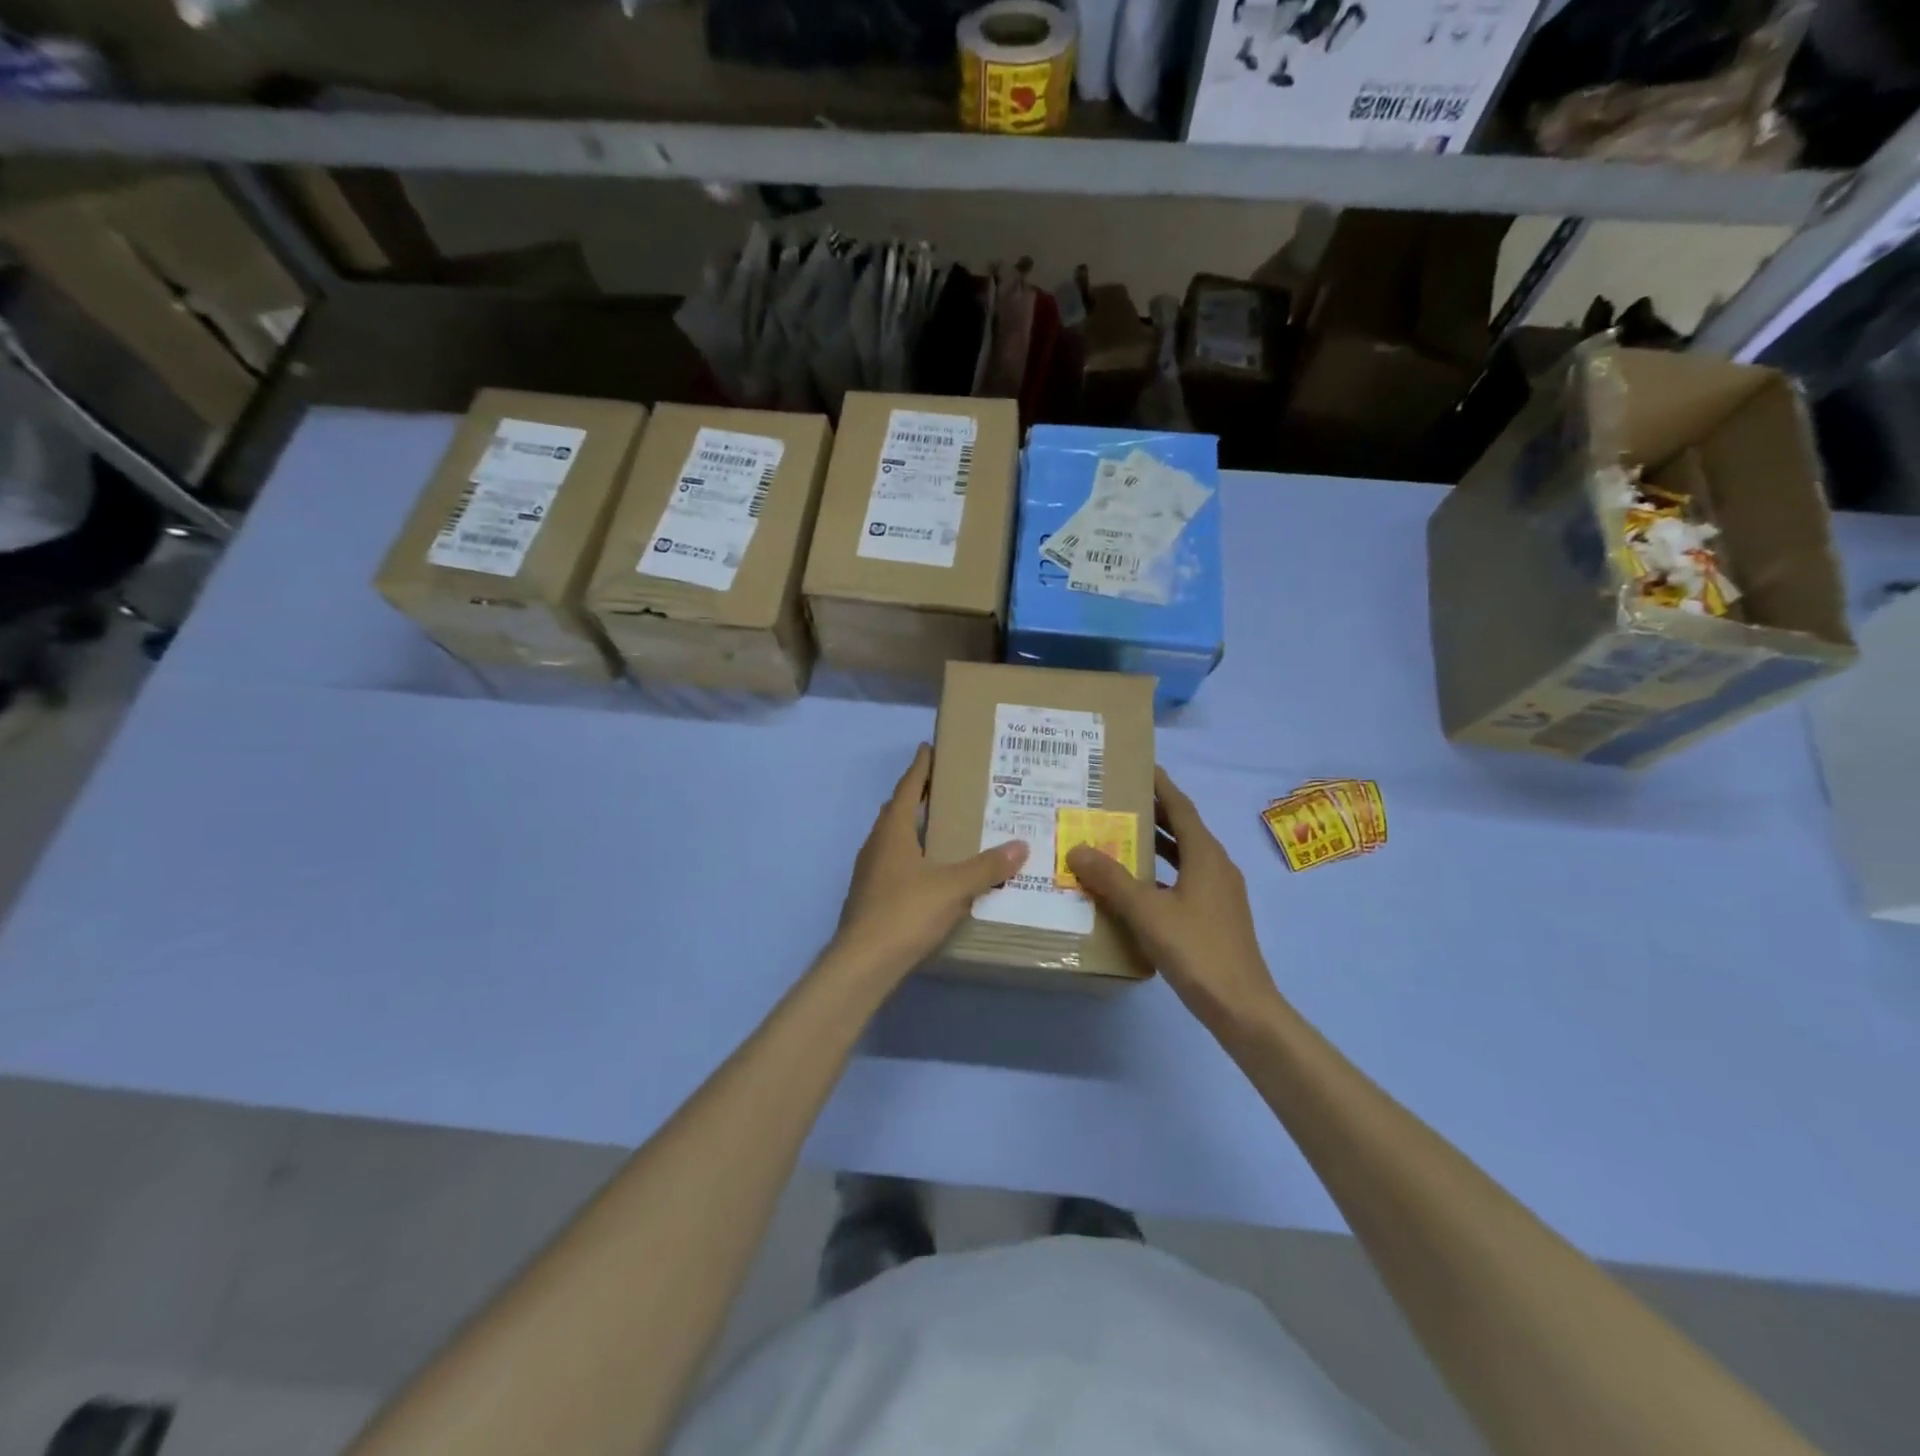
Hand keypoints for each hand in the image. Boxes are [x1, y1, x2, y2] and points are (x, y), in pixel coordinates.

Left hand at [834, 745, 1028, 981]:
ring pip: (893, 838)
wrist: (863, 963)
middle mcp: (877, 845)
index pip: (907, 789)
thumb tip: (1021, 845)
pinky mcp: (870, 896)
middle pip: (897, 810)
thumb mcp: (954, 888)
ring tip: (941, 827)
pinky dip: (911, 856)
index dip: (920, 768)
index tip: (928, 748)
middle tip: (943, 786)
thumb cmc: (906, 913)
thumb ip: (987, 867)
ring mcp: (869, 872)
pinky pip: (893, 863)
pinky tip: (929, 872)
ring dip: (913, 827)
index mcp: (893, 832)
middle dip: (916, 795)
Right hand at [1066, 767, 1278, 1034]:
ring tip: (1119, 836)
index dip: (1160, 785)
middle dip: (1152, 812)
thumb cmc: (1196, 949)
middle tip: (1116, 799)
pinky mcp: (1216, 915)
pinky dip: (1161, 873)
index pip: (1180, 807)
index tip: (1138, 766)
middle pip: (1183, 828)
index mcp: (1206, 855)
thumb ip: (1112, 879)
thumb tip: (1078, 848)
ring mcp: (1219, 892)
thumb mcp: (1147, 912)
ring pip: (1184, 856)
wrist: (1242, 1006)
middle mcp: (1216, 866)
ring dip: (1156, 843)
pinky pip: (1185, 880)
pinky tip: (1136, 887)